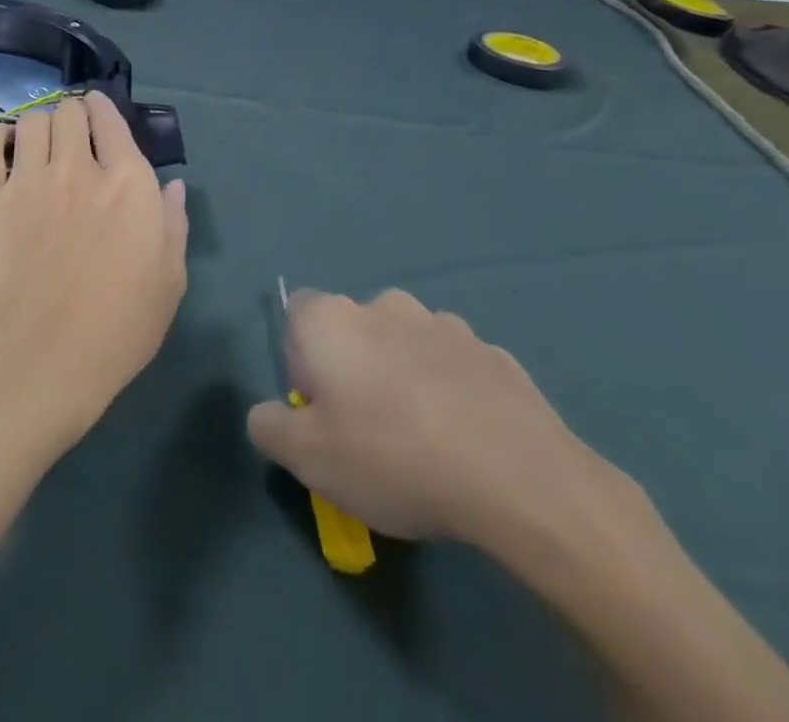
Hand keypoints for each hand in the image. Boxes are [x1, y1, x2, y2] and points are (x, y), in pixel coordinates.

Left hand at [0, 91, 188, 450]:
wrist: (43, 357)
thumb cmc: (118, 327)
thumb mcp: (169, 281)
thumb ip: (173, 224)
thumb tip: (173, 183)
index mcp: (128, 184)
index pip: (112, 120)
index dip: (104, 109)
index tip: (98, 112)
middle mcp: (78, 168)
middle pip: (69, 112)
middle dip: (73, 115)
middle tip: (70, 135)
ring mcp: (29, 179)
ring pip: (32, 121)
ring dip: (39, 125)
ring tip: (38, 145)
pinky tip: (5, 150)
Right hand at [247, 290, 612, 548]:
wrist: (521, 482)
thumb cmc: (394, 458)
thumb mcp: (309, 459)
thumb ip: (269, 428)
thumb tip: (267, 415)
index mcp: (332, 319)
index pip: (297, 313)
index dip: (302, 360)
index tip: (322, 408)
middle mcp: (384, 306)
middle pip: (353, 328)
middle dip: (355, 367)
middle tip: (370, 430)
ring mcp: (445, 325)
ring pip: (407, 345)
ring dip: (405, 376)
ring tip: (427, 440)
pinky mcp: (496, 354)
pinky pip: (456, 367)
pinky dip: (453, 391)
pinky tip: (469, 442)